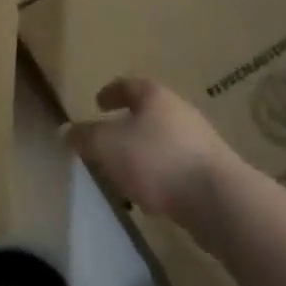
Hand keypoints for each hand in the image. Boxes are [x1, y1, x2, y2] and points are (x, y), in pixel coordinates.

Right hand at [65, 77, 236, 220]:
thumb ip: (85, 137)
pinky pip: (178, 165)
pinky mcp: (213, 171)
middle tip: (109, 137)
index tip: (98, 102)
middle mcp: (180, 111)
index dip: (111, 93)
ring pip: (165, 140)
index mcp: (154, 97)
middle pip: (150, 112)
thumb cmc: (156, 159)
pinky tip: (152, 194)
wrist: (219, 199)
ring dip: (145, 151)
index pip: (128, 85)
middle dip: (129, 123)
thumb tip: (66, 130)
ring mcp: (201, 141)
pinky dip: (162, 173)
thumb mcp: (107, 146)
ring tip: (127, 170)